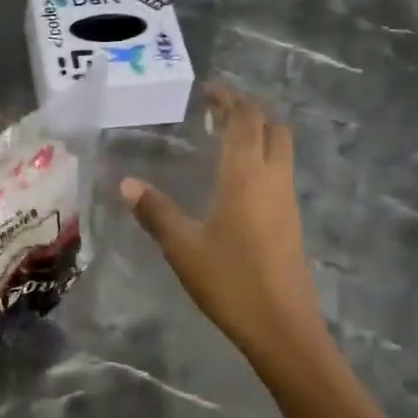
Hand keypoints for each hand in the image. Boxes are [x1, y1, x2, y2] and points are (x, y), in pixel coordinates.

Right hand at [121, 84, 326, 365]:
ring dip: (257, 133)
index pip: (244, 120)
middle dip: (248, 111)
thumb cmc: (230, 281)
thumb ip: (155, 211)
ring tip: (223, 137)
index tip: (208, 89)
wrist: (283, 328)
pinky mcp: (291, 221)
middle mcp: (273, 178)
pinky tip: (236, 178)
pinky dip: (261, 157)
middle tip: (216, 109)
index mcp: (246, 175)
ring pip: (281, 149)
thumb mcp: (183, 246)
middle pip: (272, 127)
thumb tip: (127, 182)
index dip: (229, 99)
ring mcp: (287, 200)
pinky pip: (280, 172)